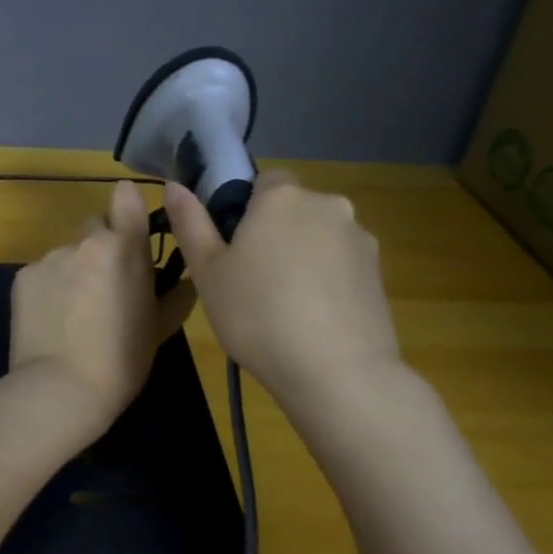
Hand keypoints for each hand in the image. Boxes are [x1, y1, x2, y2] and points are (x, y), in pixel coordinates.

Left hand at [9, 180, 197, 433]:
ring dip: (74, 271)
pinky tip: (52, 320)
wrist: (61, 388)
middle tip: (105, 286)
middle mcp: (85, 242)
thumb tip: (186, 282)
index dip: (127, 204)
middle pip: (95, 228)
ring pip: (67, 253)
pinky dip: (49, 288)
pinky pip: (43, 272)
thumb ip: (175, 296)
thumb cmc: (122, 361)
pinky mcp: (23, 275)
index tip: (129, 220)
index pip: (126, 197)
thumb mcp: (159, 329)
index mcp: (124, 249)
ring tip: (75, 312)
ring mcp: (50, 257)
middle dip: (101, 247)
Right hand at [162, 171, 402, 400]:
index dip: (245, 209)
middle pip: (293, 209)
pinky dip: (327, 279)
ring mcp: (359, 238)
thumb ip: (190, 223)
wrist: (338, 373)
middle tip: (251, 279)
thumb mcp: (207, 272)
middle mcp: (327, 204)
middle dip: (275, 232)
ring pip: (319, 236)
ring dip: (303, 256)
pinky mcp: (379, 272)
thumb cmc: (258, 315)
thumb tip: (173, 186)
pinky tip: (314, 317)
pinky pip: (342, 264)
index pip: (264, 180)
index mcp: (281, 197)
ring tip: (285, 305)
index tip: (232, 247)